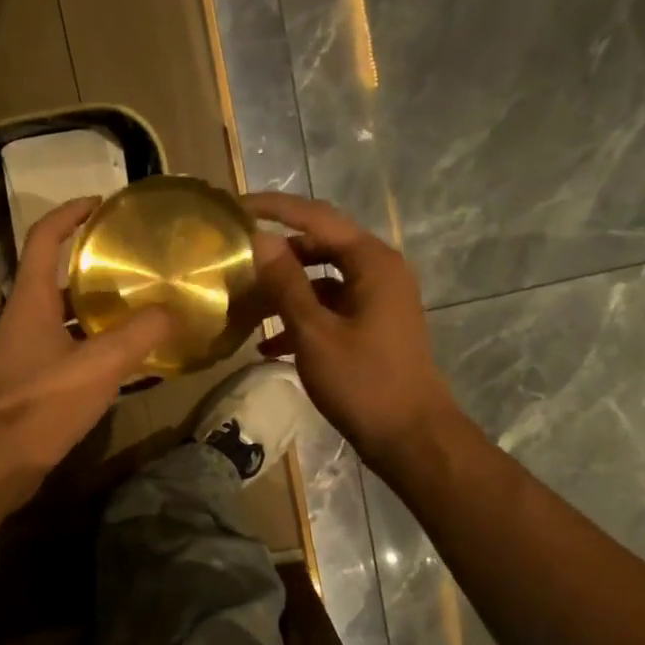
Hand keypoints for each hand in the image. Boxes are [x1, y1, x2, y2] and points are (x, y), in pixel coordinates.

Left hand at [0, 197, 170, 491]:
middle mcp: (17, 320)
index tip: (99, 204)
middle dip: (89, 270)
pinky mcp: (21, 385)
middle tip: (130, 268)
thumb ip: (139, 334)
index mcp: (28, 301)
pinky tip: (114, 364)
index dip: (69, 214)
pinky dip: (85, 348)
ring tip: (132, 314)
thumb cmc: (42, 403)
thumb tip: (174, 311)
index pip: (43, 239)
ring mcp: (16, 355)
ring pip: (57, 320)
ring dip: (90, 313)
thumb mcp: (100, 365)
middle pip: (52, 280)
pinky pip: (57, 352)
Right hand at [244, 191, 455, 458]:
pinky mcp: (372, 326)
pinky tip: (268, 345)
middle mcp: (379, 271)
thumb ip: (286, 283)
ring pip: (322, 280)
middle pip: (320, 245)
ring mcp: (377, 300)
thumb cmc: (362, 382)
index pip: (316, 217)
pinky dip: (301, 318)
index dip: (274, 209)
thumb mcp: (315, 332)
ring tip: (245, 306)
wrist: (410, 436)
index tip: (234, 208)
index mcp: (372, 262)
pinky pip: (330, 309)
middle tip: (235, 259)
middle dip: (277, 253)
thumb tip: (260, 240)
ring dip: (284, 291)